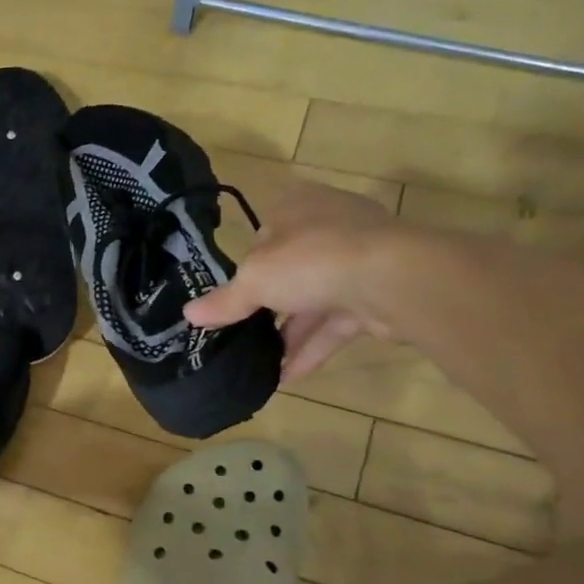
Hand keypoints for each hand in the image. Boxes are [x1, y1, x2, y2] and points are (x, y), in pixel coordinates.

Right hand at [185, 184, 407, 381]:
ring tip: (259, 365)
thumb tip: (189, 314)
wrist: (394, 279)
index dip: (246, 267)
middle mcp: (330, 227)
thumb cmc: (311, 261)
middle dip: (267, 306)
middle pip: (289, 269)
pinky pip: (336, 323)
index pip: (263, 236)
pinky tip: (287, 377)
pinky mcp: (378, 294)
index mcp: (297, 206)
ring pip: (314, 300)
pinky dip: (312, 348)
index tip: (231, 298)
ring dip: (288, 334)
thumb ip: (223, 301)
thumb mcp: (253, 280)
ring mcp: (359, 261)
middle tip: (241, 335)